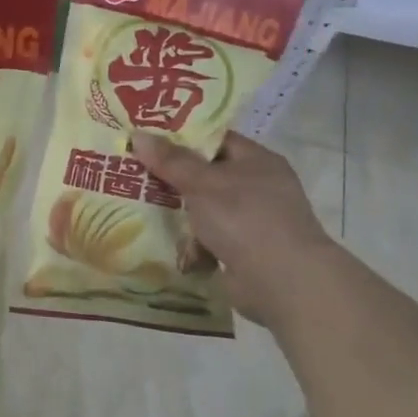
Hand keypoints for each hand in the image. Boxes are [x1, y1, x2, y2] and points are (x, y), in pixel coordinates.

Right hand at [133, 132, 337, 327]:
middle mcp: (259, 186)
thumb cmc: (244, 218)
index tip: (148, 140)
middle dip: (174, 178)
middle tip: (135, 173)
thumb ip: (170, 160)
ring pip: (206, 208)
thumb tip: (138, 134)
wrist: (283, 282)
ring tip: (140, 208)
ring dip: (180, 213)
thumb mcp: (202, 183)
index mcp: (257, 160)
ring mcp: (254, 221)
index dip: (182, 138)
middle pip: (207, 175)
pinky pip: (210, 238)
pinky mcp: (246, 251)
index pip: (215, 140)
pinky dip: (192, 242)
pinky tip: (165, 242)